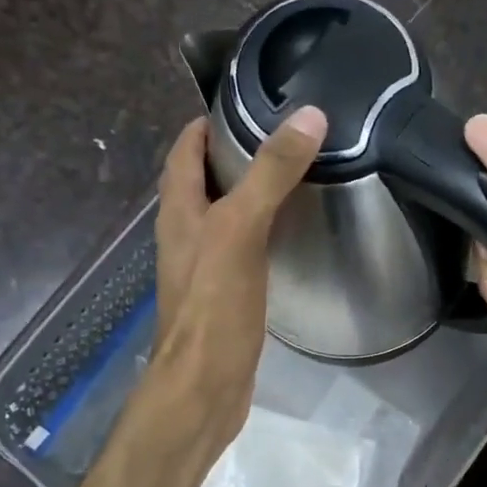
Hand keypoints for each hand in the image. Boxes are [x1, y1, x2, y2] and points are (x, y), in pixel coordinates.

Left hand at [154, 107, 326, 447]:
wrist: (205, 385)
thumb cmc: (214, 305)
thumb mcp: (241, 229)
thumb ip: (270, 173)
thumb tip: (308, 116)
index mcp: (179, 211)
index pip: (184, 149)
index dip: (209, 122)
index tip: (251, 101)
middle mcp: (186, 234)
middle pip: (204, 180)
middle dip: (235, 154)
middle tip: (285, 137)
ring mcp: (204, 267)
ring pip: (225, 216)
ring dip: (250, 194)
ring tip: (294, 176)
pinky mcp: (225, 296)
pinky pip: (242, 250)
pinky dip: (262, 233)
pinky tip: (291, 236)